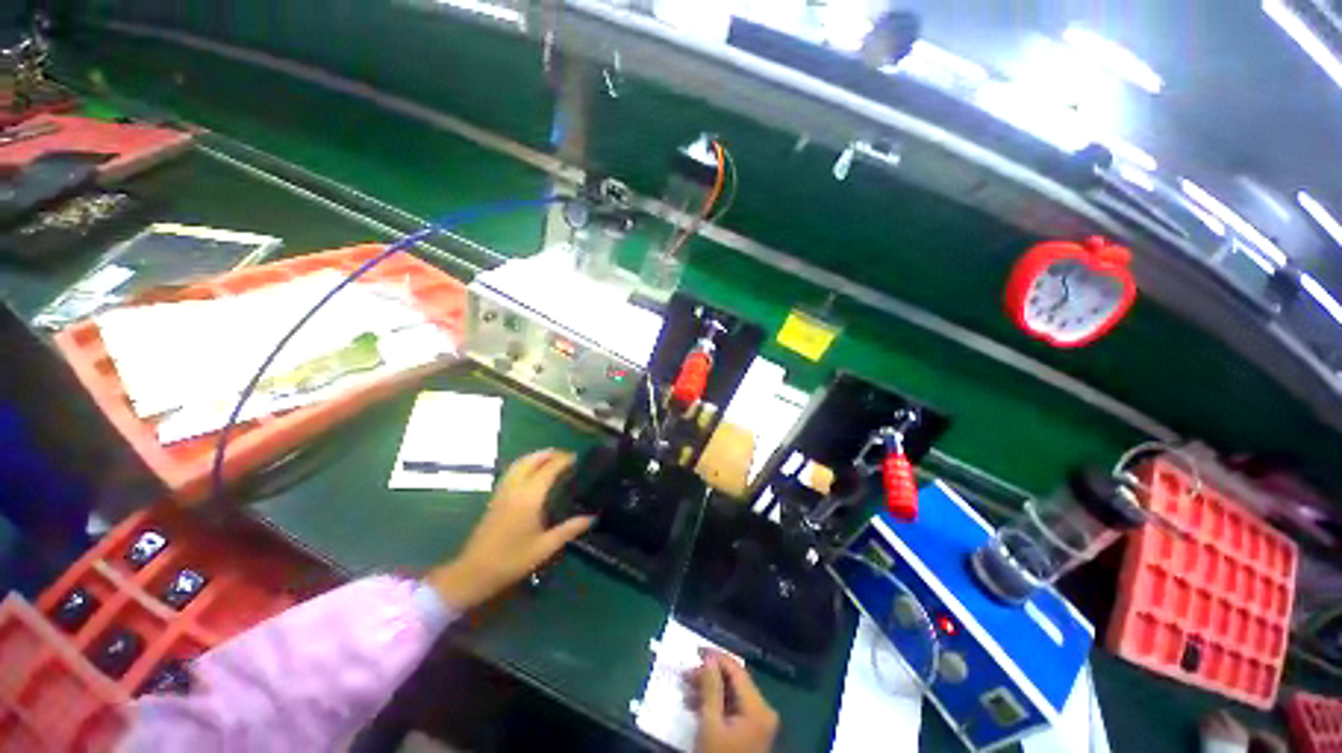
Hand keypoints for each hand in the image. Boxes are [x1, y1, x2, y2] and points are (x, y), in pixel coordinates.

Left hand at [427, 450, 593, 609]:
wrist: (473, 573)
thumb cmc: (512, 560)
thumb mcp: (545, 547)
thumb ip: (570, 529)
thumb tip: (592, 518)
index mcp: (529, 497)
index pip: (549, 469)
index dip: (564, 460)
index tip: (579, 458)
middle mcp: (515, 488)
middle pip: (532, 460)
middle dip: (550, 454)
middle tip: (567, 456)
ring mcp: (502, 492)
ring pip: (519, 464)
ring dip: (536, 457)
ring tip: (551, 459)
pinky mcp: (495, 498)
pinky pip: (511, 472)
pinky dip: (525, 465)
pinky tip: (532, 473)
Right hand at [686, 650, 778, 752]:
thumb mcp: (711, 724)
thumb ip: (711, 688)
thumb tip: (709, 658)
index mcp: (758, 707)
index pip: (737, 670)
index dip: (716, 657)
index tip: (695, 651)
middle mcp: (763, 710)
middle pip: (735, 681)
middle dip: (709, 676)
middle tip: (686, 675)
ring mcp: (759, 722)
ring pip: (732, 694)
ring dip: (710, 689)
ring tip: (686, 690)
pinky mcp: (752, 731)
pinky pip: (733, 707)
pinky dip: (716, 703)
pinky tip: (697, 705)